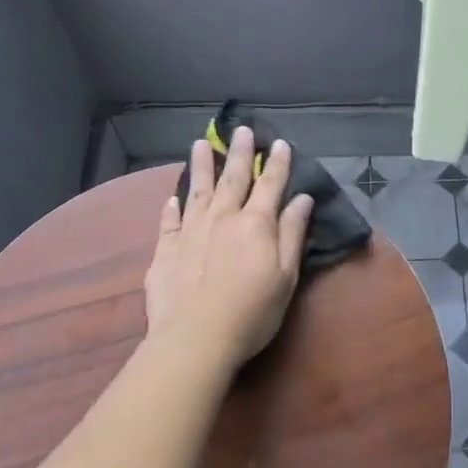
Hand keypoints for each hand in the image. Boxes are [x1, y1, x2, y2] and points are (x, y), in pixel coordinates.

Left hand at [144, 127, 314, 372]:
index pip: (270, 184)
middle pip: (233, 178)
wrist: (196, 338)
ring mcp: (190, 232)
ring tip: (200, 144)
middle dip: (239, 153)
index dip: (276, 163)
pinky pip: (169, 221)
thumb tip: (302, 199)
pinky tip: (172, 197)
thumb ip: (292, 233)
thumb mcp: (286, 275)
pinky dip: (171, 207)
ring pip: (197, 191)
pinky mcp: (165, 251)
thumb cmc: (252, 311)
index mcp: (255, 223)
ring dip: (201, 166)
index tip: (279, 142)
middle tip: (240, 129)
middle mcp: (222, 218)